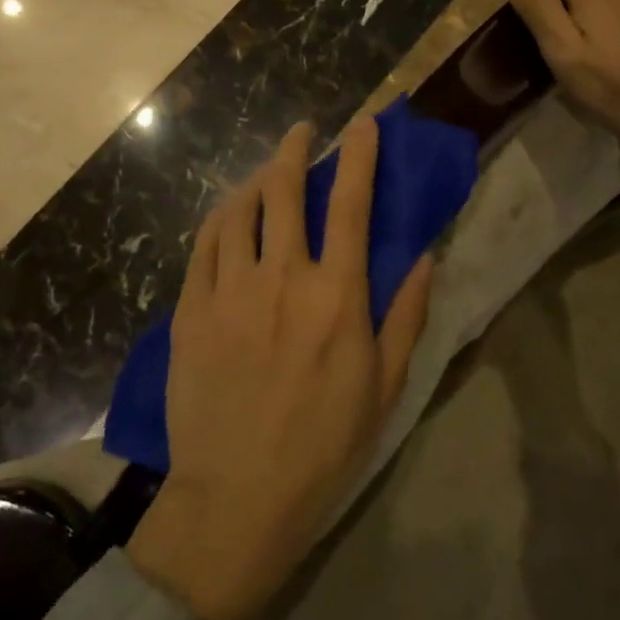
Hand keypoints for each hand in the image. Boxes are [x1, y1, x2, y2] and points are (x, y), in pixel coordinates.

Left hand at [126, 117, 435, 619]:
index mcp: (336, 296)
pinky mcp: (191, 308)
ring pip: (239, 209)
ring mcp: (229, 290)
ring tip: (265, 172)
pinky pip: (204, 244)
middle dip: (295, 149)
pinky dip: (220, 218)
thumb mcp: (384, 388)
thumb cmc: (323, 447)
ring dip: (256, 179)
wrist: (236, 496)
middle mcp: (282, 277)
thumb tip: (427, 258)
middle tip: (302, 132)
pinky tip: (228, 215)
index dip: (359, 156)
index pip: (351, 205)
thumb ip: (407, 317)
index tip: (362, 123)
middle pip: (285, 190)